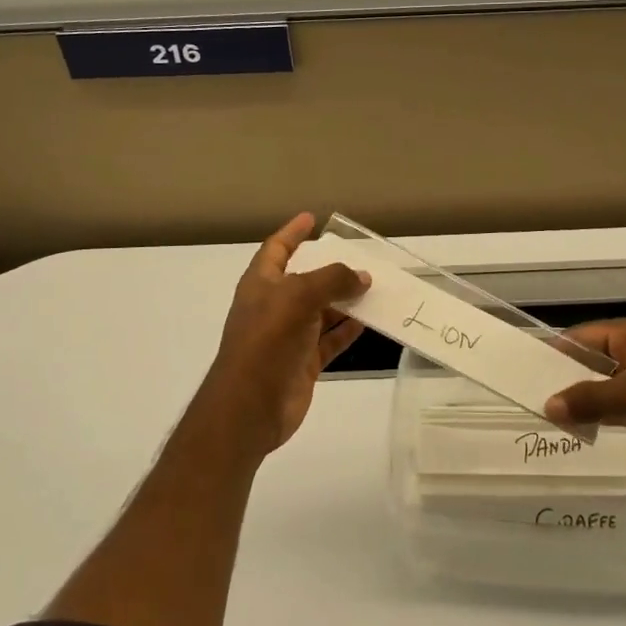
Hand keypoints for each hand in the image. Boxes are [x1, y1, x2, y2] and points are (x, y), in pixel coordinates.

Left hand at [200, 213, 368, 451]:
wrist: (250, 407)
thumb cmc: (267, 340)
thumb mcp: (298, 296)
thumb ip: (332, 280)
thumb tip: (362, 277)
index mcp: (261, 284)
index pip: (277, 249)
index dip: (293, 233)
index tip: (312, 219)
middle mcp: (274, 306)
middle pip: (305, 279)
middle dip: (330, 269)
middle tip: (361, 257)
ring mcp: (289, 336)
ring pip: (322, 311)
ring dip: (345, 300)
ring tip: (375, 287)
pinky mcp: (303, 363)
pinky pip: (330, 340)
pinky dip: (347, 331)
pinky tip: (369, 321)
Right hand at [544, 317, 625, 475]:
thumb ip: (591, 401)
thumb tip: (547, 406)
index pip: (583, 338)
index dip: (555, 354)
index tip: (526, 374)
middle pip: (594, 362)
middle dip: (568, 380)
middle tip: (533, 401)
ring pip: (609, 386)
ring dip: (587, 401)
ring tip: (551, 420)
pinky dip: (607, 416)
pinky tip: (586, 431)